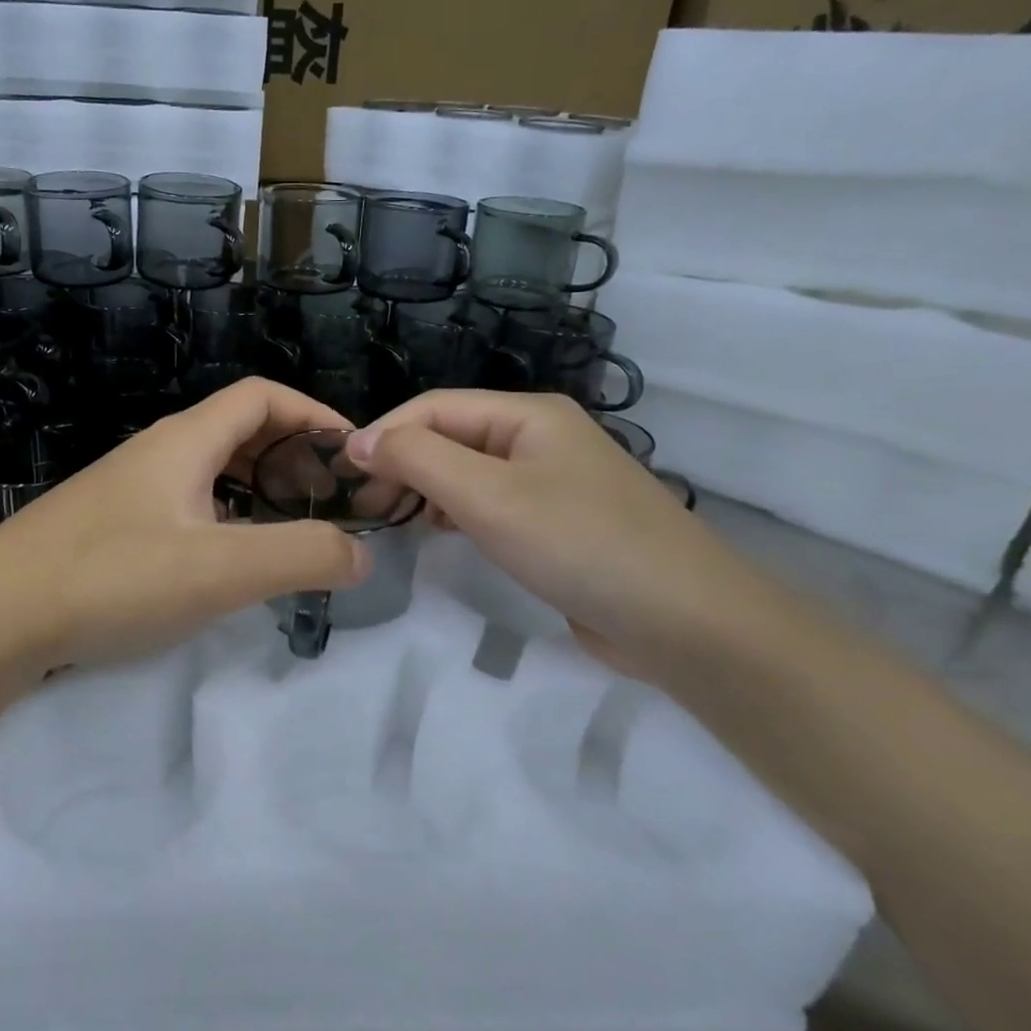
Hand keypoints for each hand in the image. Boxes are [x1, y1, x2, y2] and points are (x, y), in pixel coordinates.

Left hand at [0, 379, 369, 668]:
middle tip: (327, 501)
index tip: (351, 456)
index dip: (313, 415)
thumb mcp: (220, 569)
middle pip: (237, 429)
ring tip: (287, 531)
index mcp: (185, 441)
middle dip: (290, 456)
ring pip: (209, 470)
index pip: (261, 397)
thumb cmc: (112, 577)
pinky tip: (224, 561)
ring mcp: (127, 488)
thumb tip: (360, 553)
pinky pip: (184, 504)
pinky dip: (222, 518)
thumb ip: (300, 556)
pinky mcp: (108, 526)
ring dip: (256, 489)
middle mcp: (156, 452)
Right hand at [347, 391, 780, 680]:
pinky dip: (455, 513)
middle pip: (450, 436)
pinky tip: (439, 534)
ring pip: (468, 471)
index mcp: (527, 414)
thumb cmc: (580, 544)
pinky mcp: (557, 523)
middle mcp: (538, 437)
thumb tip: (359, 440)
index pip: (434, 407)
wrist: (686, 622)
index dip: (384, 434)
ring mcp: (551, 481)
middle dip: (402, 463)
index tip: (345, 476)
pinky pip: (490, 504)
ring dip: (425, 489)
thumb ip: (419, 460)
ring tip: (392, 521)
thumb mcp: (488, 496)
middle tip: (366, 507)